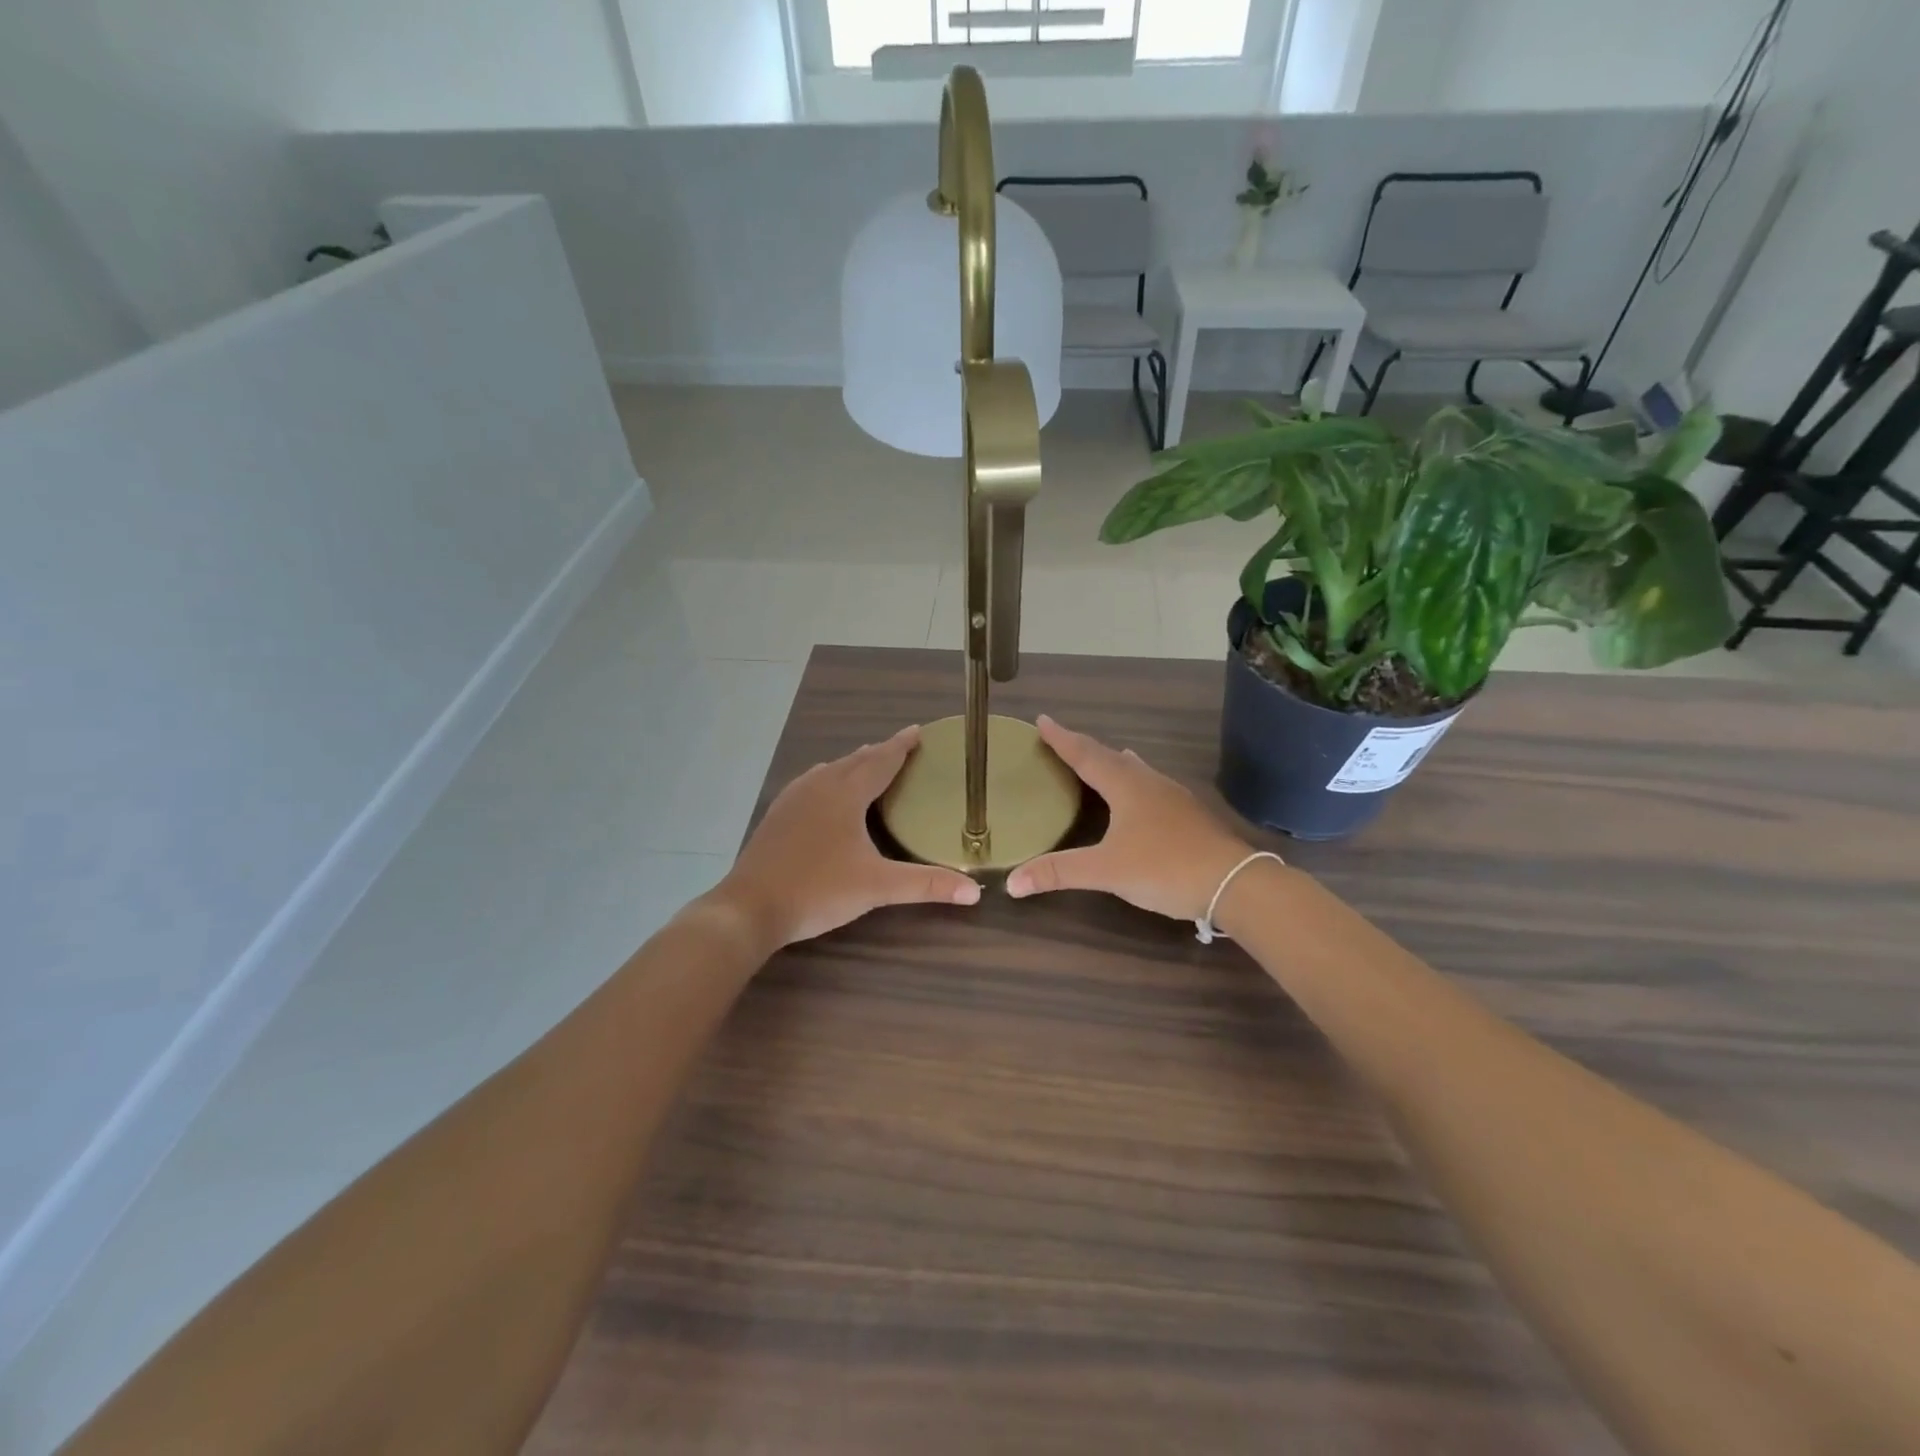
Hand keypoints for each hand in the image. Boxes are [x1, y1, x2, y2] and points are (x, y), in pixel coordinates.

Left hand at [712, 725, 981, 949]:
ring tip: (869, 763)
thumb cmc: (818, 890)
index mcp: (846, 794)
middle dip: (880, 752)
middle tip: (902, 748)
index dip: (901, 746)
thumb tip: (975, 891)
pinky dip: (830, 778)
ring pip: (831, 770)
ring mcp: (794, 798)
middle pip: (856, 760)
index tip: (918, 731)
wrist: (750, 907)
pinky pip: (812, 783)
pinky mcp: (778, 814)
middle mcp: (819, 786)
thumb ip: (926, 885)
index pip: (881, 760)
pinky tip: (826, 791)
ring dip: (853, 764)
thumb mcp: (877, 887)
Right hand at [1007, 716, 1251, 921]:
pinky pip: (1150, 785)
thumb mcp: (1106, 871)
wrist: (1234, 883)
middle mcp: (1148, 782)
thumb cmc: (1164, 868)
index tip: (1042, 720)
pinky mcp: (1188, 815)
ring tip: (1102, 757)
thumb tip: (1011, 883)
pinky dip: (1133, 780)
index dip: (1062, 738)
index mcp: (1125, 786)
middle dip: (1083, 747)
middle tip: (1062, 739)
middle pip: (1109, 757)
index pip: (1085, 755)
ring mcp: (1173, 797)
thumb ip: (1059, 873)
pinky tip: (1140, 793)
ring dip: (1113, 761)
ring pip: (1135, 769)